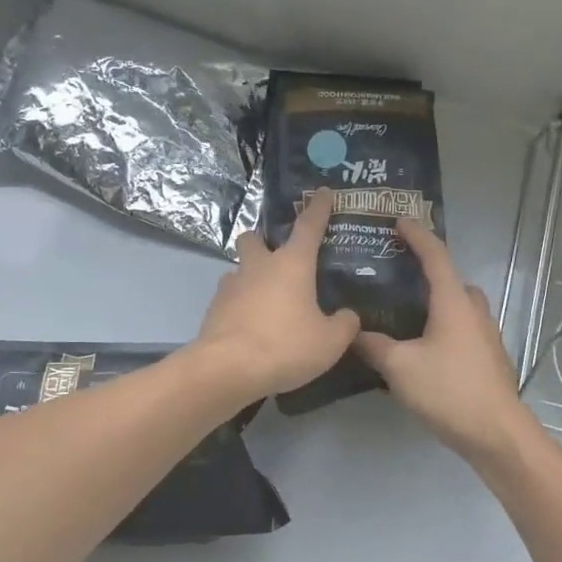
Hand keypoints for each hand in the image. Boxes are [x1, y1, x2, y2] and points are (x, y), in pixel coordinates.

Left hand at [193, 190, 360, 402]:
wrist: (228, 368)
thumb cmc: (285, 346)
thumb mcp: (330, 342)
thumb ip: (344, 325)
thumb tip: (347, 316)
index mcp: (292, 264)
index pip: (309, 226)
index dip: (318, 208)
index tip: (323, 192)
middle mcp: (259, 266)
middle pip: (254, 238)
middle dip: (263, 242)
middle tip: (278, 260)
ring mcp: (231, 285)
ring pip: (239, 269)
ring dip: (250, 278)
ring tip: (267, 301)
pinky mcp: (213, 308)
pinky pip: (229, 297)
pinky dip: (240, 305)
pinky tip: (251, 325)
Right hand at [354, 217, 536, 469]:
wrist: (497, 434)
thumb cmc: (449, 391)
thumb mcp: (400, 367)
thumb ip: (374, 346)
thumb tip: (353, 332)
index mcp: (453, 302)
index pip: (435, 255)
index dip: (417, 235)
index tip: (398, 221)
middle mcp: (474, 311)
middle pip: (451, 280)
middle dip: (428, 272)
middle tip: (397, 277)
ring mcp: (487, 335)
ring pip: (460, 306)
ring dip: (438, 302)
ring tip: (406, 315)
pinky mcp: (490, 358)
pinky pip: (464, 328)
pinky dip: (445, 326)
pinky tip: (424, 348)